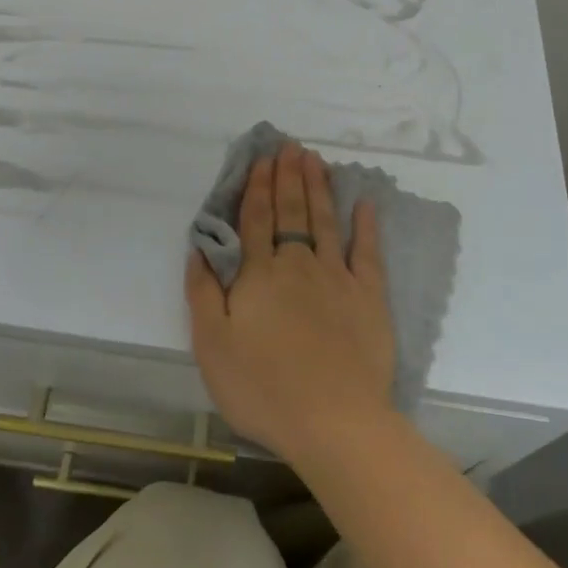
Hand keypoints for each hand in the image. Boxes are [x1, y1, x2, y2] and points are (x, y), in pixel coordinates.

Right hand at [186, 142, 395, 464]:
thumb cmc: (263, 388)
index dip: (257, 187)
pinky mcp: (369, 297)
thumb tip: (198, 248)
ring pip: (324, 221)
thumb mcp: (212, 346)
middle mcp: (297, 264)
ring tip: (315, 159)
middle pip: (291, 211)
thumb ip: (202, 292)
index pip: (256, 219)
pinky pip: (367, 252)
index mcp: (258, 275)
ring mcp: (337, 277)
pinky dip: (365, 225)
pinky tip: (364, 203)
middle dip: (288, 176)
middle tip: (290, 146)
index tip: (261, 159)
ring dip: (319, 188)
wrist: (333, 421)